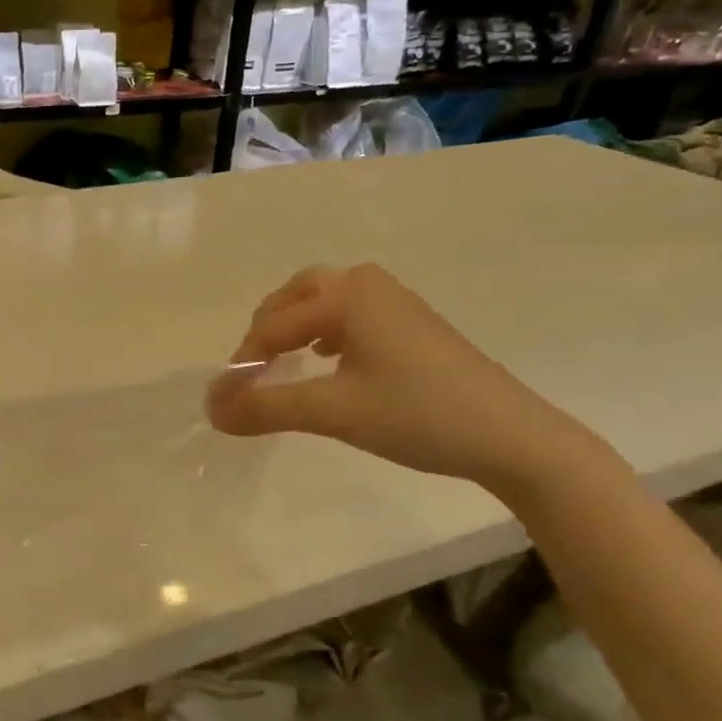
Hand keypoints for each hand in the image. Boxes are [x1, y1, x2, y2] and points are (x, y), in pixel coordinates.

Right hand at [205, 265, 596, 492]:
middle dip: (265, 332)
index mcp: (346, 295)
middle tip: (252, 373)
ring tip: (281, 366)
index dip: (243, 364)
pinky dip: (324, 334)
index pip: (272, 326)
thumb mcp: (333, 412)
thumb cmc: (416, 414)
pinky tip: (328, 363)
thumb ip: (265, 407)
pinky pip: (349, 315)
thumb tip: (210, 411)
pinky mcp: (411, 323)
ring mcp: (394, 301)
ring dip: (293, 330)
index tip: (226, 403)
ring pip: (322, 303)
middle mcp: (368, 284)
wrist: (510, 436)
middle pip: (294, 296)